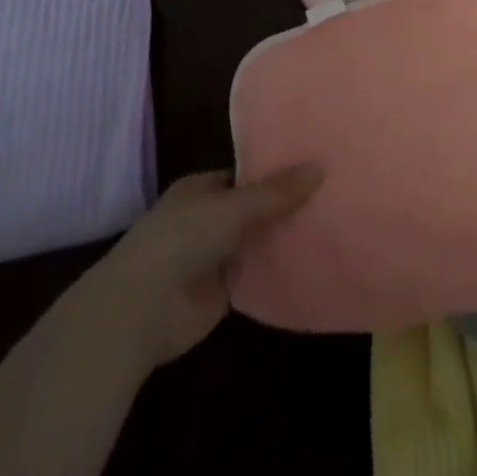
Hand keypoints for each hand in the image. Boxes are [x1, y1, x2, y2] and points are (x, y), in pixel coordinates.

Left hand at [94, 166, 322, 370]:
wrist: (143, 309)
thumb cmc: (182, 238)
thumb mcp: (234, 206)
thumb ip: (276, 193)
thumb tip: (320, 167)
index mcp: (201, 189)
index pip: (244, 175)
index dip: (275, 172)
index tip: (313, 166)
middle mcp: (206, 219)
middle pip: (254, 209)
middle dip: (284, 206)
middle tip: (333, 194)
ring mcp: (214, 257)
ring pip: (257, 242)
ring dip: (284, 239)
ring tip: (333, 224)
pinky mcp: (221, 293)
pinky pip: (257, 276)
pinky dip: (278, 271)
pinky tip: (314, 262)